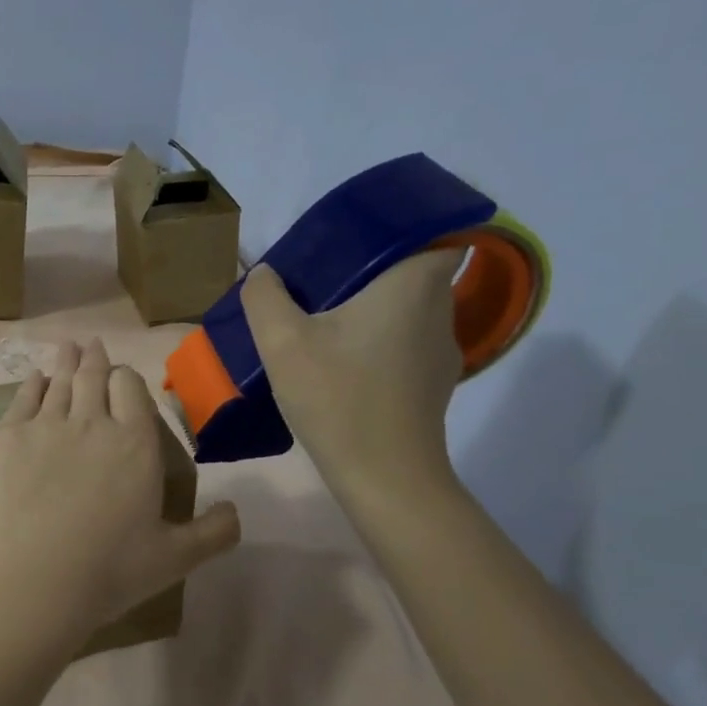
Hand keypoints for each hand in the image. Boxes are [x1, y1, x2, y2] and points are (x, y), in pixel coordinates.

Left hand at [0, 340, 240, 650]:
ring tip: (67, 347)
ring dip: (64, 362)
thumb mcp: (175, 558)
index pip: (132, 387)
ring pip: (58, 383)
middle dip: (94, 359)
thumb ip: (213, 533)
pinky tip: (34, 379)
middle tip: (91, 344)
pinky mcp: (4, 439)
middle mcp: (90, 422)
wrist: (29, 582)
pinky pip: (21, 400)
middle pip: (92, 377)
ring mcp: (43, 427)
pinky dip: (30, 385)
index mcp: (135, 443)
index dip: (126, 378)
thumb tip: (236, 512)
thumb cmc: (108, 571)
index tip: (122, 379)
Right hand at [240, 250, 466, 507]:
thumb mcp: (282, 343)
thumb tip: (265, 274)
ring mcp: (442, 352)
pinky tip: (344, 367)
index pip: (438, 232)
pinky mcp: (434, 386)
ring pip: (411, 312)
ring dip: (376, 311)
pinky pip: (406, 346)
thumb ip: (265, 298)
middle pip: (416, 272)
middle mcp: (440, 310)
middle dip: (375, 271)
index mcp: (414, 285)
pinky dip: (380, 344)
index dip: (406, 228)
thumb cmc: (338, 398)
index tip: (362, 240)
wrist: (384, 478)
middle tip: (326, 281)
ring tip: (328, 324)